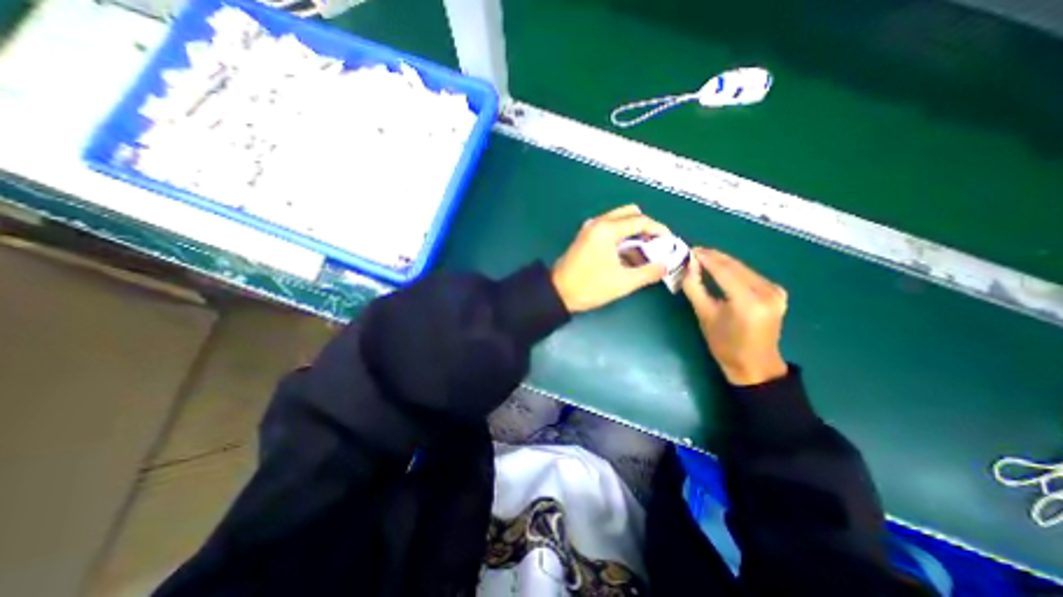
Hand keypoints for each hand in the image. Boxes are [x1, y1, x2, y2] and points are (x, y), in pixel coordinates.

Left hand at [552, 204, 665, 313]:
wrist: (558, 293)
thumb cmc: (589, 287)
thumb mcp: (623, 282)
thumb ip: (648, 272)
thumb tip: (665, 266)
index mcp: (607, 230)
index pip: (640, 220)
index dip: (659, 230)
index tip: (669, 242)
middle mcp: (598, 223)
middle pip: (629, 213)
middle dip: (646, 227)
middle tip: (655, 244)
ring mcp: (589, 228)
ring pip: (618, 220)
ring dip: (633, 231)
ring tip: (643, 250)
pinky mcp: (585, 236)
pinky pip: (608, 228)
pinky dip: (621, 235)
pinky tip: (626, 253)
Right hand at [680, 247, 787, 385]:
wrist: (755, 365)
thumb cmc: (725, 345)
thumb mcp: (704, 316)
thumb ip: (695, 288)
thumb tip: (688, 267)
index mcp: (748, 301)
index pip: (724, 270)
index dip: (706, 258)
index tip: (690, 251)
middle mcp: (766, 292)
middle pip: (735, 266)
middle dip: (714, 257)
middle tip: (694, 252)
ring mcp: (775, 291)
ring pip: (743, 268)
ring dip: (723, 262)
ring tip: (703, 259)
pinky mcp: (777, 292)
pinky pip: (750, 274)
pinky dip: (734, 270)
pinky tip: (720, 269)